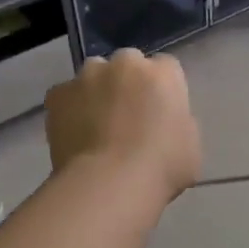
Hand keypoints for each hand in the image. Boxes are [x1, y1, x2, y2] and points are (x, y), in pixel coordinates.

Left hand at [46, 49, 201, 200]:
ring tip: (96, 126)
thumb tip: (163, 123)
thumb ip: (177, 121)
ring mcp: (88, 76)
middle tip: (127, 117)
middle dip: (127, 83)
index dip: (161, 89)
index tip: (158, 111)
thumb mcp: (191, 144)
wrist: (110, 184)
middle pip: (128, 64)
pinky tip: (74, 135)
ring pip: (94, 76)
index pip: (166, 68)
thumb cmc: (162, 166)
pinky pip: (65, 96)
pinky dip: (69, 110)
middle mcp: (126, 63)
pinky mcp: (58, 94)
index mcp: (163, 73)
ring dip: (97, 92)